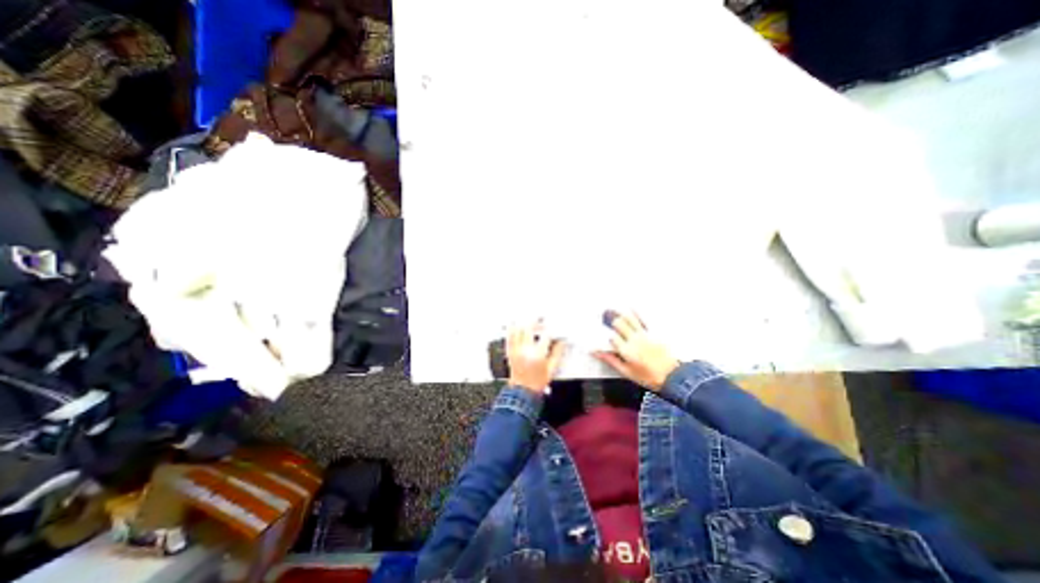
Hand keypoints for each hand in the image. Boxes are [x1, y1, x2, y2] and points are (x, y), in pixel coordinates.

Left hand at [505, 321, 564, 394]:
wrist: (522, 391)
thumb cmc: (537, 382)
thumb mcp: (551, 369)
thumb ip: (557, 354)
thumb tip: (562, 343)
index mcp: (538, 355)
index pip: (545, 335)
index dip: (550, 328)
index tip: (553, 326)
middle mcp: (526, 350)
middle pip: (529, 328)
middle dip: (535, 321)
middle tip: (539, 318)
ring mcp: (517, 350)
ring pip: (518, 330)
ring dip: (523, 322)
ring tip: (528, 318)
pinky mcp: (510, 352)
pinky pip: (509, 337)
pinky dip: (511, 329)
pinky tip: (514, 323)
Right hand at [593, 309, 684, 391]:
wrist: (673, 376)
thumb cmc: (649, 377)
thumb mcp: (627, 372)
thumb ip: (611, 360)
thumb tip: (598, 353)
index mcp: (626, 351)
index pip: (611, 337)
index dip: (606, 335)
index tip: (604, 335)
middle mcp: (634, 340)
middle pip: (619, 323)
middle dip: (612, 321)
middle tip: (607, 318)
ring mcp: (645, 335)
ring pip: (630, 318)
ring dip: (622, 314)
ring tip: (616, 310)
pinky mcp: (654, 332)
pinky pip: (644, 319)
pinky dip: (637, 313)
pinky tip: (632, 307)